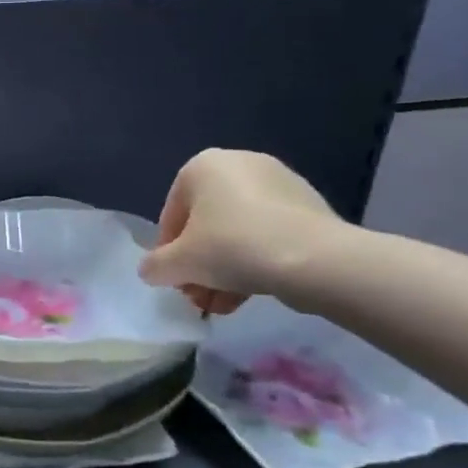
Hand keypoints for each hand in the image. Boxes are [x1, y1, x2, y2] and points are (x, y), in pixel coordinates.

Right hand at [138, 149, 342, 315]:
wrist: (315, 258)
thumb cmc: (232, 247)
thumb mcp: (178, 263)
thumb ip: (155, 266)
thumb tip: (151, 270)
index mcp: (202, 166)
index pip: (171, 216)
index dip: (169, 254)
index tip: (176, 282)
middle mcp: (238, 163)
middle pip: (206, 224)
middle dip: (200, 265)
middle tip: (199, 297)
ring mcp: (278, 182)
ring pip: (237, 232)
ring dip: (225, 269)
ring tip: (224, 305)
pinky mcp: (307, 205)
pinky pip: (268, 233)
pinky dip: (256, 260)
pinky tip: (253, 293)